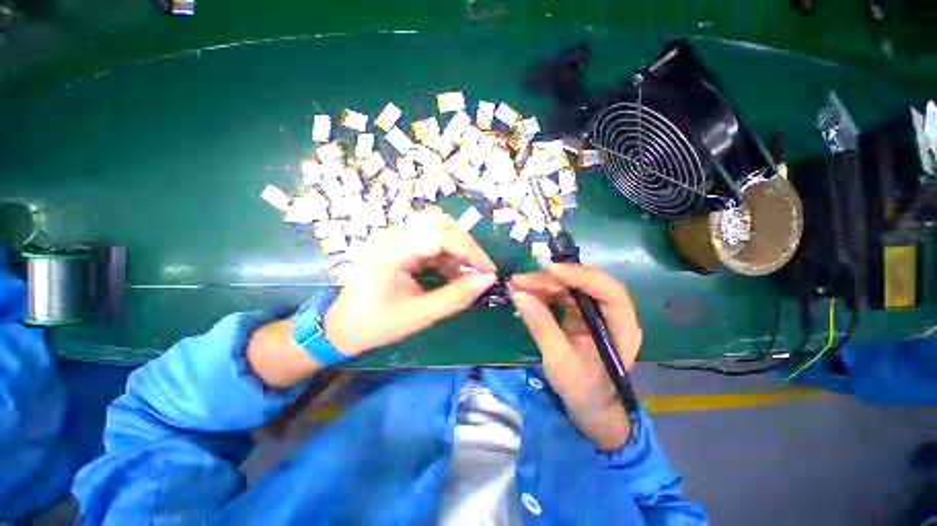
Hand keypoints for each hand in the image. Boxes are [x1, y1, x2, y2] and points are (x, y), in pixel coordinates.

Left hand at [324, 208, 497, 355]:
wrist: (342, 326)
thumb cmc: (377, 324)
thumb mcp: (420, 315)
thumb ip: (456, 297)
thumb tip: (488, 280)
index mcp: (392, 250)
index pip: (441, 235)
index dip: (470, 251)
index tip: (488, 271)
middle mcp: (392, 234)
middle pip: (440, 222)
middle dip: (465, 245)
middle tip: (476, 269)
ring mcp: (394, 236)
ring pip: (436, 226)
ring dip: (456, 247)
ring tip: (460, 273)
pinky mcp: (398, 243)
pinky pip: (430, 238)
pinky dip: (446, 253)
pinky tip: (448, 272)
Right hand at [510, 264, 641, 450]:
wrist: (590, 406)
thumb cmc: (582, 390)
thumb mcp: (558, 361)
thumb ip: (541, 326)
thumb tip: (518, 295)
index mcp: (621, 328)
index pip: (609, 292)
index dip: (582, 276)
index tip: (550, 271)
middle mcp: (612, 314)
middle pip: (585, 284)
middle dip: (551, 279)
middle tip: (520, 281)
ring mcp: (596, 313)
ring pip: (571, 287)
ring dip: (544, 283)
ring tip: (518, 285)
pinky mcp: (582, 314)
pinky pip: (563, 295)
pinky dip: (544, 292)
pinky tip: (527, 293)